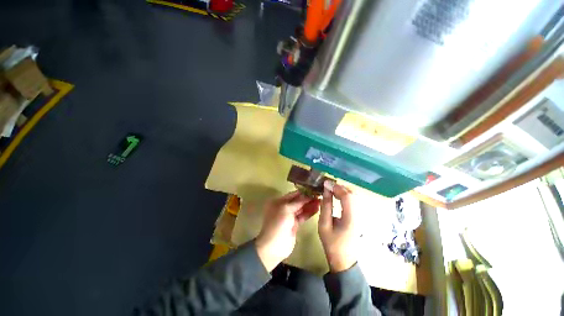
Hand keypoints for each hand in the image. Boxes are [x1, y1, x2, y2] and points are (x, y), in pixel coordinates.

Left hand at [255, 191, 320, 271]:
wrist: (274, 246)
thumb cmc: (278, 223)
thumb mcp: (286, 209)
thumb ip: (297, 202)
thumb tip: (307, 195)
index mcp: (278, 202)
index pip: (292, 194)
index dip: (302, 192)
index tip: (313, 189)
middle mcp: (283, 207)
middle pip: (297, 201)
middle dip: (307, 198)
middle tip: (319, 195)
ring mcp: (289, 216)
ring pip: (301, 208)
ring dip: (310, 205)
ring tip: (320, 201)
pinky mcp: (295, 224)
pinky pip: (303, 216)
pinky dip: (309, 213)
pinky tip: (317, 209)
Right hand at [318, 181, 357, 272]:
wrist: (344, 260)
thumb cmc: (332, 243)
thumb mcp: (324, 224)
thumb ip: (325, 206)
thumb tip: (326, 190)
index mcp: (350, 217)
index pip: (347, 196)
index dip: (336, 187)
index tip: (325, 183)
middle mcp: (358, 214)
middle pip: (352, 194)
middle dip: (339, 187)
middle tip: (327, 186)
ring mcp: (360, 215)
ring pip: (353, 196)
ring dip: (342, 190)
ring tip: (330, 189)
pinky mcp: (358, 216)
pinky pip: (353, 201)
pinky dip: (344, 195)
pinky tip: (337, 196)